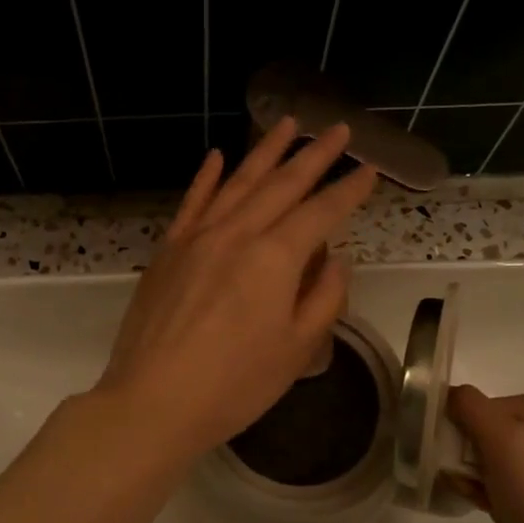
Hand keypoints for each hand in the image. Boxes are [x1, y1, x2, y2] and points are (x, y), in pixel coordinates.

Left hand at [96, 118, 377, 462]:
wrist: (153, 400)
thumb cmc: (235, 385)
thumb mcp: (297, 350)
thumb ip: (324, 298)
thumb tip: (334, 260)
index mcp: (275, 258)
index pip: (322, 212)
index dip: (349, 190)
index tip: (369, 170)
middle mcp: (237, 234)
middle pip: (282, 185)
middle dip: (314, 155)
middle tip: (338, 128)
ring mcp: (197, 237)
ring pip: (238, 182)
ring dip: (265, 151)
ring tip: (287, 122)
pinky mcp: (168, 249)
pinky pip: (192, 202)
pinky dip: (207, 177)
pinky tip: (217, 156)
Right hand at [445, 387, 523, 522]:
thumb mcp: (500, 434)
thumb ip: (468, 404)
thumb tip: (442, 393)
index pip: (470, 403)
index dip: (454, 423)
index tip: (447, 446)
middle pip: (468, 429)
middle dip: (456, 451)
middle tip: (460, 472)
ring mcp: (523, 464)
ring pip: (470, 458)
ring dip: (461, 473)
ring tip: (472, 491)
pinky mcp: (516, 494)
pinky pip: (479, 481)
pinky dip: (472, 490)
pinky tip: (477, 504)